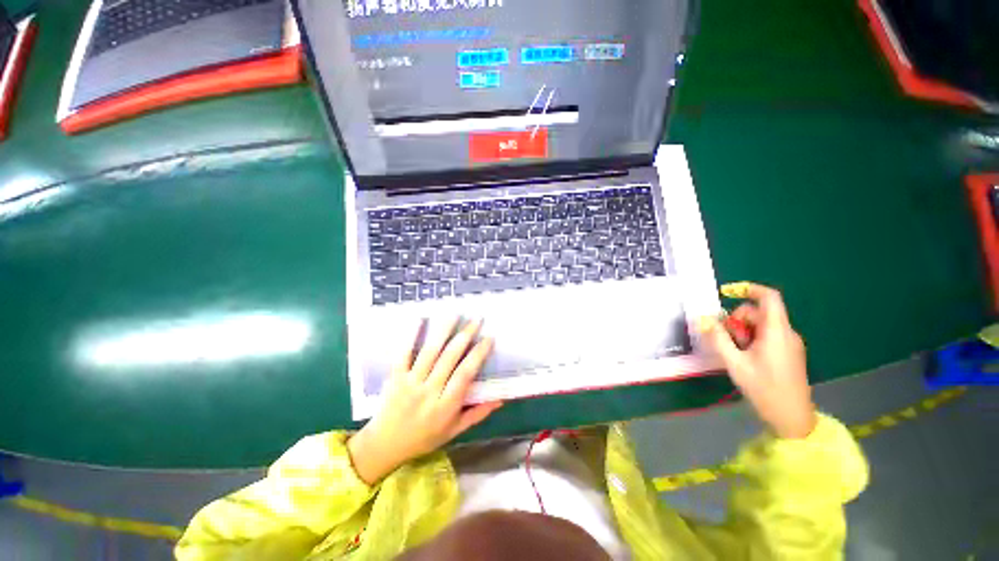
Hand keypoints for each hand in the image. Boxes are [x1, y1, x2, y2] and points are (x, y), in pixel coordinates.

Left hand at [348, 318, 502, 483]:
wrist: (384, 445)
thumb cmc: (423, 438)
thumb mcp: (454, 431)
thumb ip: (477, 414)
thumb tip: (500, 399)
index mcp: (445, 406)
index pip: (465, 375)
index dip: (478, 355)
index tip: (488, 338)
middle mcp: (429, 391)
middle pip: (449, 358)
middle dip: (465, 335)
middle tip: (476, 319)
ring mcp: (410, 382)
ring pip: (429, 351)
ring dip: (443, 330)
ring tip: (455, 314)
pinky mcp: (395, 376)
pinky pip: (404, 353)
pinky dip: (412, 335)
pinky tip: (420, 318)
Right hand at [698, 282, 816, 438]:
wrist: (792, 418)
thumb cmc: (764, 389)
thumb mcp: (735, 363)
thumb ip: (718, 338)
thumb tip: (703, 319)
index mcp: (776, 331)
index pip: (769, 297)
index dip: (748, 289)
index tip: (727, 293)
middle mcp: (786, 333)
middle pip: (759, 312)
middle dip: (738, 320)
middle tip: (729, 341)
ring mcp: (789, 343)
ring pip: (761, 325)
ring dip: (744, 332)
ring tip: (738, 353)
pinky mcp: (788, 352)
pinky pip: (767, 335)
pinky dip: (752, 340)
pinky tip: (746, 358)